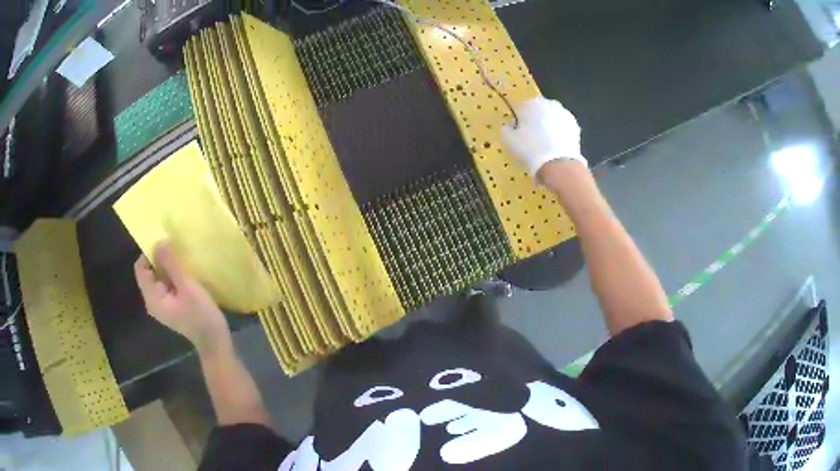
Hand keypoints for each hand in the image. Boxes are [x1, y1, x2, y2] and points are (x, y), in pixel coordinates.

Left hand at [134, 243, 230, 353]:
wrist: (215, 342)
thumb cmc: (200, 315)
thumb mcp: (187, 286)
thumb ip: (171, 264)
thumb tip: (159, 241)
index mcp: (152, 297)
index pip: (141, 268)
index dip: (149, 253)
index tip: (166, 245)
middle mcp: (153, 301)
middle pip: (149, 272)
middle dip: (160, 259)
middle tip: (177, 251)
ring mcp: (162, 305)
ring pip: (159, 278)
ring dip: (168, 268)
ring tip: (183, 262)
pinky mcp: (171, 307)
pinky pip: (167, 286)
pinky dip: (173, 277)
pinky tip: (186, 276)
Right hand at [501, 97, 586, 176]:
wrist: (559, 164)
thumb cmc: (530, 149)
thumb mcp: (508, 140)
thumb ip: (506, 129)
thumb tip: (510, 125)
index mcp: (531, 103)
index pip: (519, 108)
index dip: (517, 121)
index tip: (516, 134)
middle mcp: (549, 103)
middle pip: (537, 112)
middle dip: (534, 122)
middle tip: (530, 139)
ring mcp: (564, 114)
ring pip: (551, 119)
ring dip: (547, 127)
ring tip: (544, 145)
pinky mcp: (575, 127)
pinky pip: (562, 129)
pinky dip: (558, 135)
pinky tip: (555, 148)